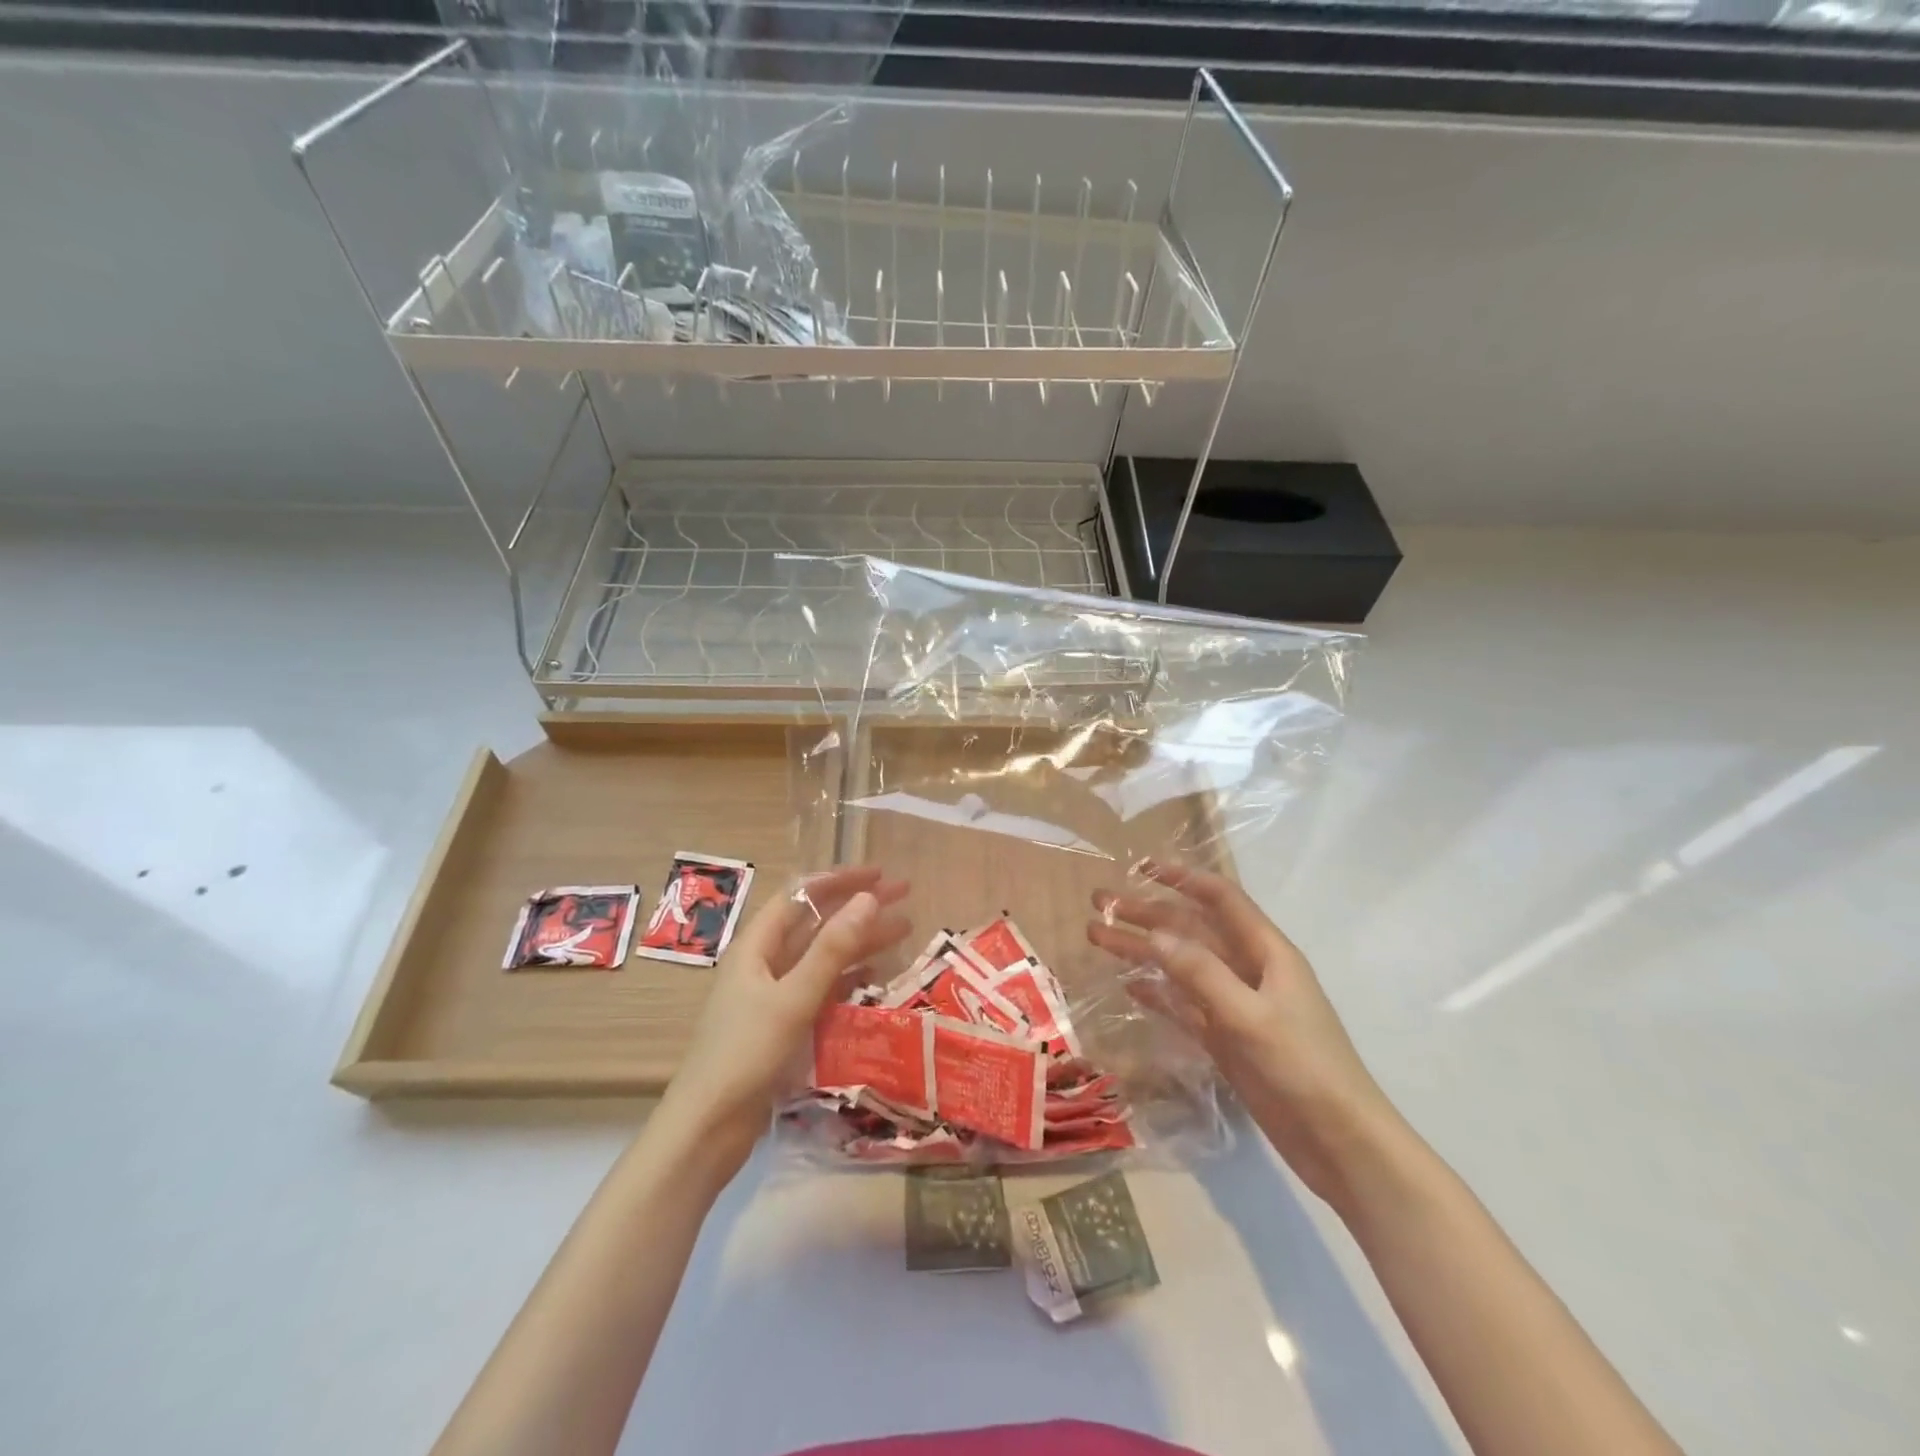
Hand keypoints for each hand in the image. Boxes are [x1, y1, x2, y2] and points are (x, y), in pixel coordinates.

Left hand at [660, 866, 910, 1167]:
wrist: (708, 1130)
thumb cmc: (746, 1055)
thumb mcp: (794, 998)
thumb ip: (833, 949)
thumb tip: (868, 898)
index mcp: (757, 946)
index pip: (801, 895)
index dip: (840, 880)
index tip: (880, 875)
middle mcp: (764, 963)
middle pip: (816, 923)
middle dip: (858, 907)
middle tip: (905, 897)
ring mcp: (773, 996)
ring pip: (823, 956)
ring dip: (860, 942)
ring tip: (904, 931)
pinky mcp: (783, 1026)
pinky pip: (822, 989)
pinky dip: (849, 979)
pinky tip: (877, 978)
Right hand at [1088, 862, 1400, 1208]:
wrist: (1340, 1144)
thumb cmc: (1303, 1068)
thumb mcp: (1251, 1016)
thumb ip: (1202, 973)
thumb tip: (1154, 934)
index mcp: (1267, 952)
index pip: (1220, 899)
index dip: (1182, 878)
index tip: (1141, 867)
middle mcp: (1249, 970)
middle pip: (1191, 930)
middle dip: (1147, 914)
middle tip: (1100, 904)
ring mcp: (1236, 1005)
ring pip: (1181, 966)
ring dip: (1143, 951)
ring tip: (1098, 938)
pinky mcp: (1226, 1039)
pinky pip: (1185, 1005)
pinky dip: (1158, 993)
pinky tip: (1129, 986)